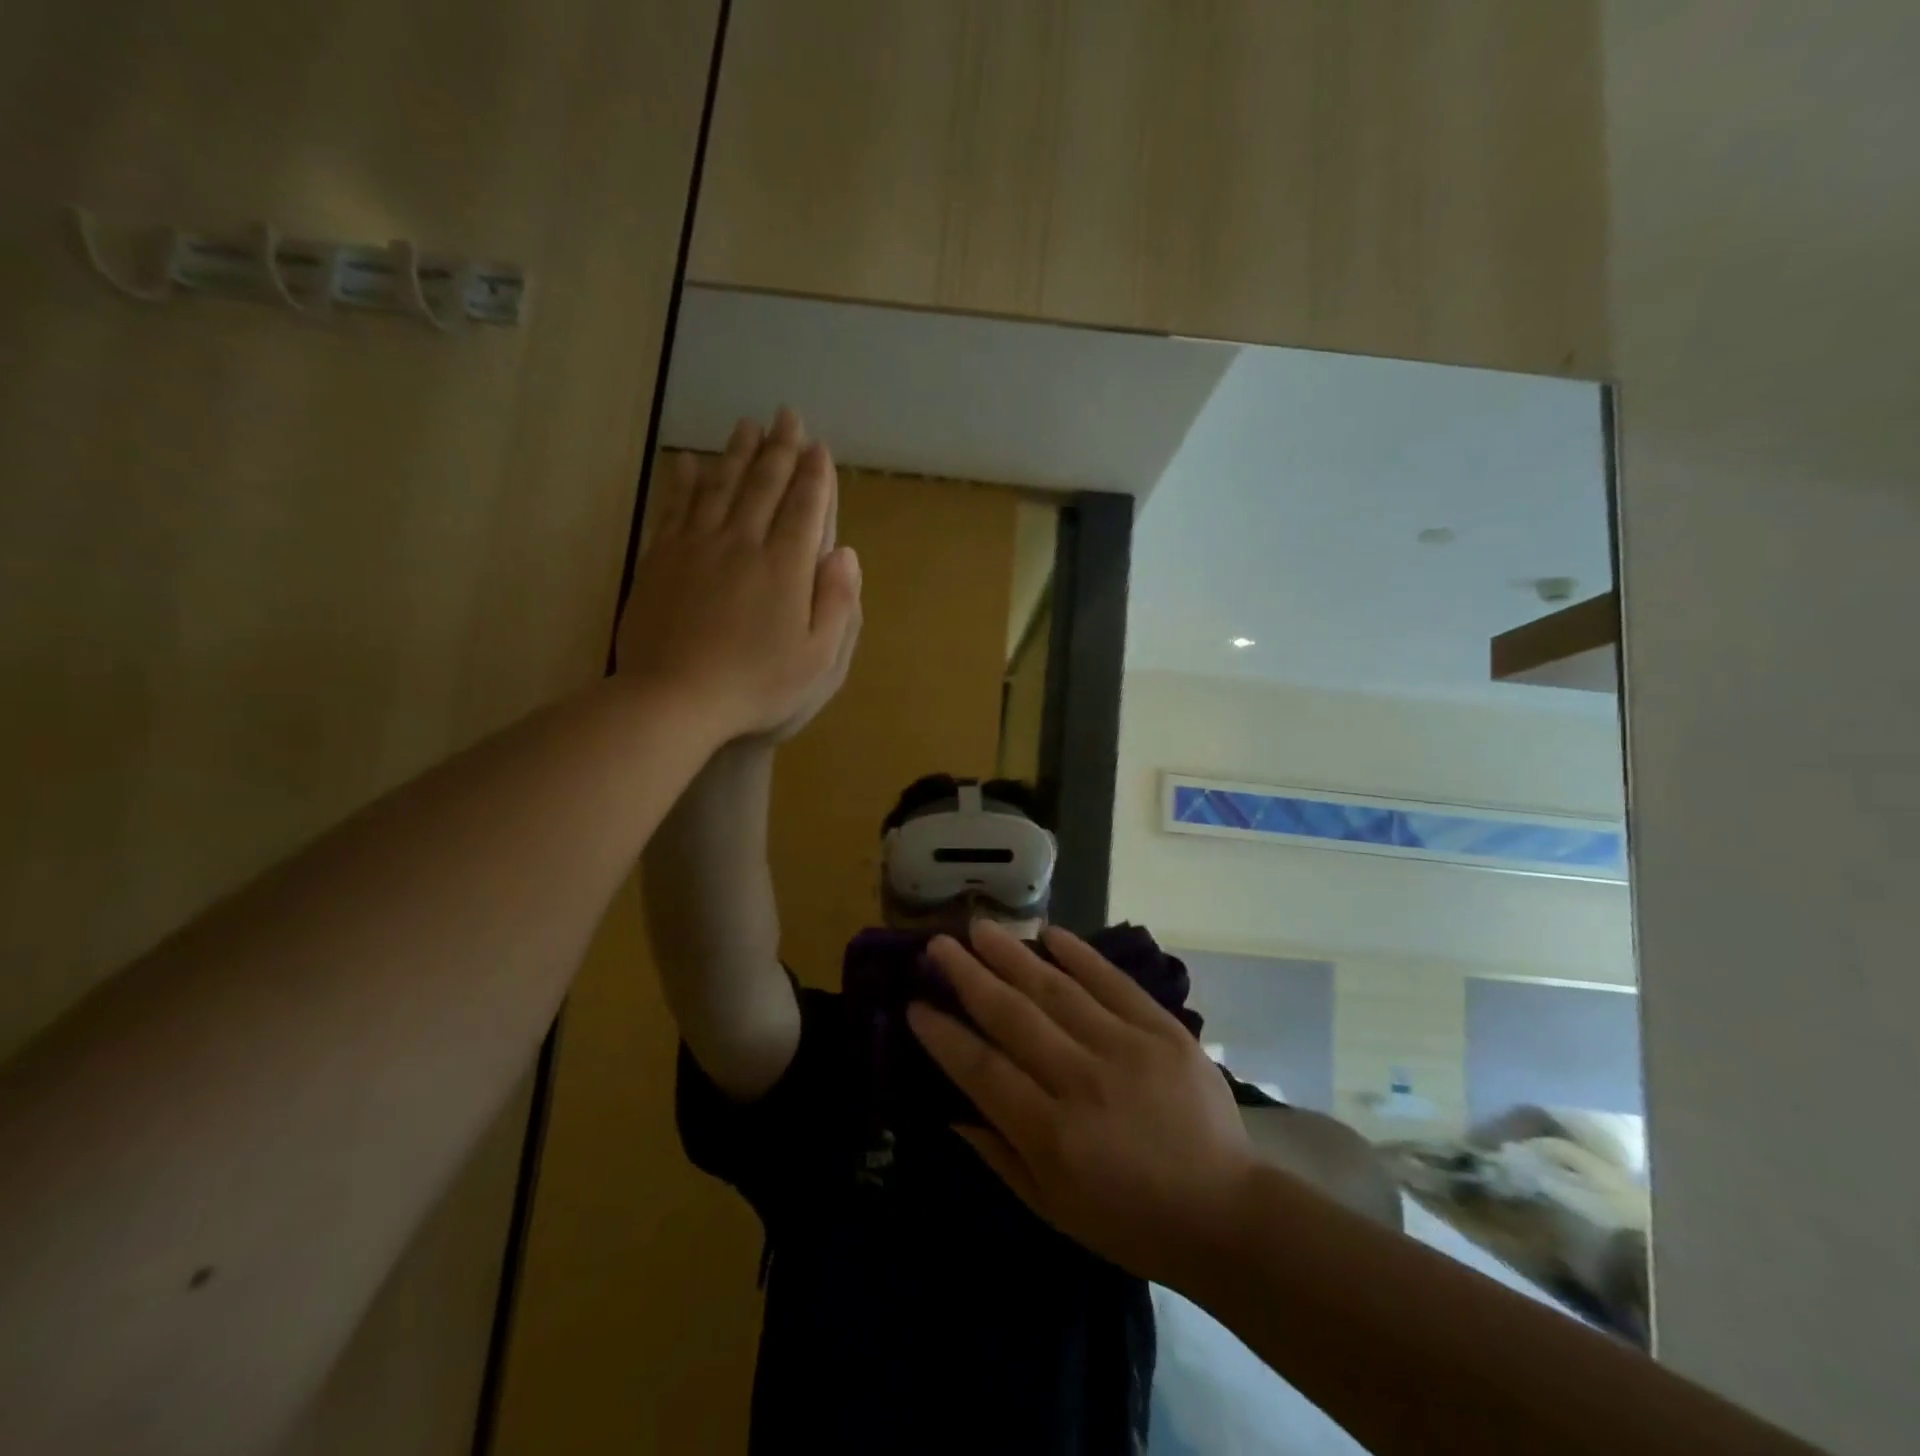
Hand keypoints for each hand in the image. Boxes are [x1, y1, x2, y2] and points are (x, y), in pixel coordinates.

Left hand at [617, 410, 860, 741]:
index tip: (820, 447)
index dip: (815, 476)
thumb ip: (838, 603)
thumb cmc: (757, 685)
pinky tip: (687, 460)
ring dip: (736, 453)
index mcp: (786, 567)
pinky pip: (675, 507)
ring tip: (747, 425)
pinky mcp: (661, 558)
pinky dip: (683, 480)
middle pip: (763, 485)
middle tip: (787, 416)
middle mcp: (742, 543)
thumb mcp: (818, 659)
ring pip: (720, 486)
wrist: (674, 698)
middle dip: (780, 448)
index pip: (805, 508)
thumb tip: (846, 553)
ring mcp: (696, 547)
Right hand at [908, 921, 1259, 1289]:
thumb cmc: (1130, 1221)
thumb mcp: (1052, 1207)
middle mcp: (1083, 1081)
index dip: (944, 1036)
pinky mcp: (1163, 1030)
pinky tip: (1049, 933)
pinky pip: (1113, 982)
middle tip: (937, 945)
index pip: (983, 1070)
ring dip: (1012, 954)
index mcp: (1052, 1134)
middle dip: (968, 976)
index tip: (915, 1005)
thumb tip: (950, 1109)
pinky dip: (1080, 955)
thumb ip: (998, 1153)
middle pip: (1013, 1016)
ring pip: (1056, 989)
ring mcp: (1127, 1048)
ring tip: (979, 928)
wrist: (1226, 1213)